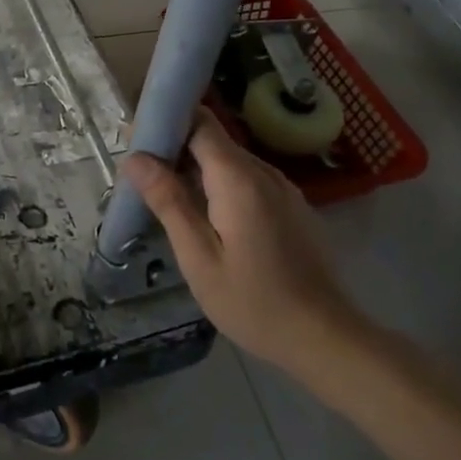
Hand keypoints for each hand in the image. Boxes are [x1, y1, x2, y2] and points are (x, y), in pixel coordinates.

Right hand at [123, 108, 369, 377]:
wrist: (324, 337)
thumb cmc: (253, 302)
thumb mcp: (199, 257)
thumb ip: (169, 202)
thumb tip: (135, 158)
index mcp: (239, 179)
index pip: (201, 122)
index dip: (167, 122)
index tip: (135, 138)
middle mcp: (264, 173)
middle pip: (215, 139)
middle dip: (176, 146)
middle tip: (141, 174)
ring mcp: (284, 189)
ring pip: (232, 161)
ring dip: (197, 168)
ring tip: (166, 195)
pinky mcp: (292, 207)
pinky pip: (249, 180)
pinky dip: (221, 185)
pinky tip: (205, 216)